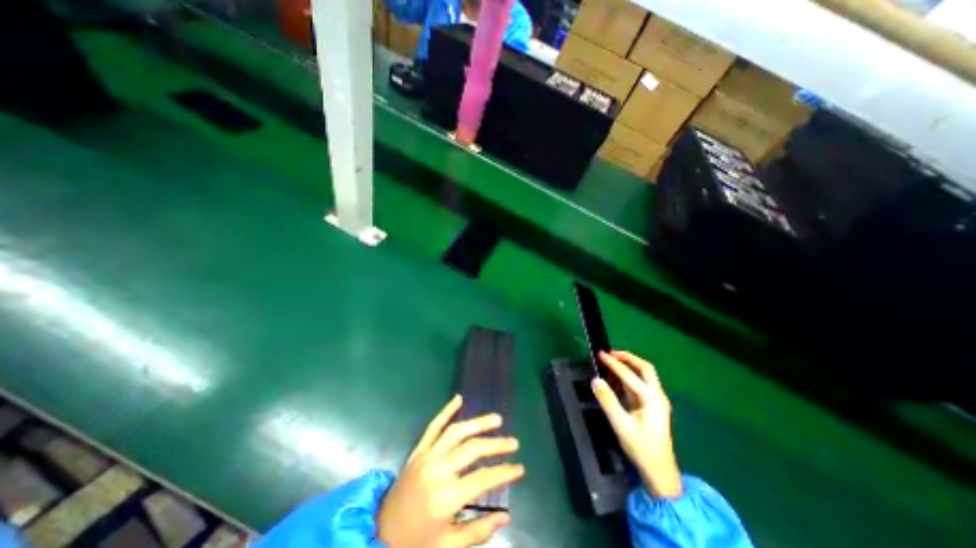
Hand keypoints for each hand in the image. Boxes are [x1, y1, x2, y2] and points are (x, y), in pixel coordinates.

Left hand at [375, 395, 525, 544]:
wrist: (380, 532)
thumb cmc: (416, 542)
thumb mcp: (448, 546)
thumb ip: (478, 531)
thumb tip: (506, 516)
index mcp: (446, 497)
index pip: (483, 479)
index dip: (504, 472)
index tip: (520, 468)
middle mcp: (437, 470)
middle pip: (472, 450)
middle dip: (495, 445)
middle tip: (513, 442)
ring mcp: (426, 456)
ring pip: (456, 432)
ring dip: (478, 423)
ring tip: (496, 419)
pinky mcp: (418, 450)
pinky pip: (433, 426)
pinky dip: (446, 410)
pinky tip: (458, 398)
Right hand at [591, 351, 679, 495]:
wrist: (660, 472)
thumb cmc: (641, 449)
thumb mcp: (621, 425)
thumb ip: (608, 401)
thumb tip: (595, 379)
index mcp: (652, 399)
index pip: (630, 375)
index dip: (614, 363)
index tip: (600, 354)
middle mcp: (657, 395)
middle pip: (645, 368)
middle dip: (628, 358)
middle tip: (610, 353)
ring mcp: (656, 400)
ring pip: (644, 375)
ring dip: (629, 365)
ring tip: (611, 361)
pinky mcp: (651, 406)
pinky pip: (640, 384)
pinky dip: (629, 376)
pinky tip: (617, 378)